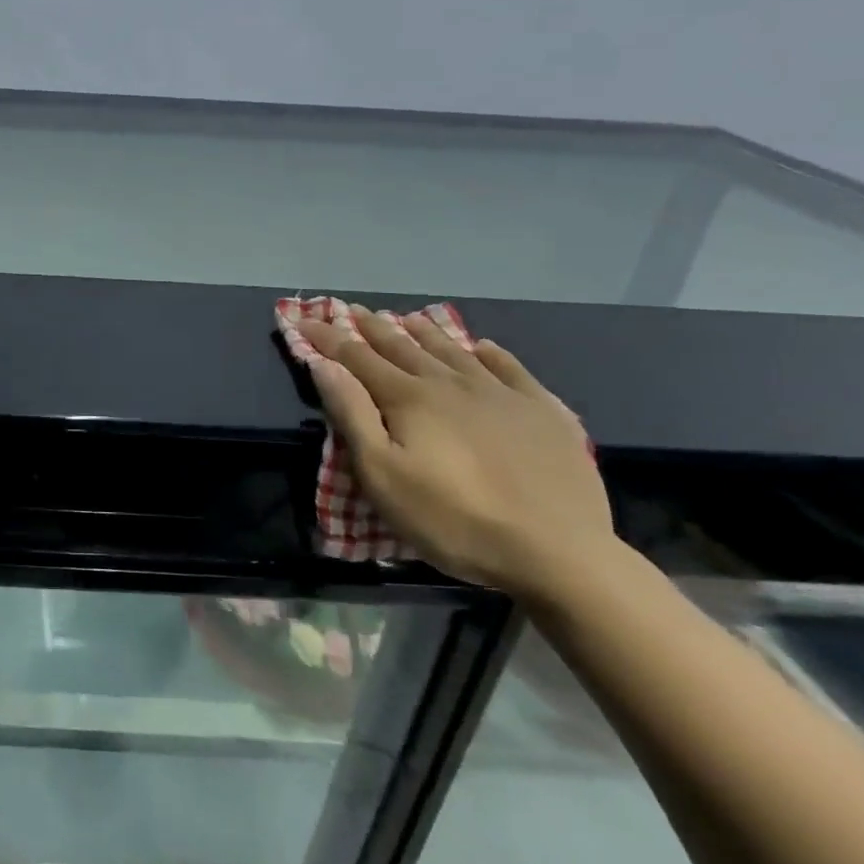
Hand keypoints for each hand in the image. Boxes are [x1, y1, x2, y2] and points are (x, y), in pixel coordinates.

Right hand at [299, 308, 615, 600]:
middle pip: (403, 347)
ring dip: (425, 333)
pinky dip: (490, 353)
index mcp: (409, 398)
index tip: (304, 319)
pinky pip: (511, 369)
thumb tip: (323, 364)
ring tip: (409, 319)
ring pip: (453, 351)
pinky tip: (483, 347)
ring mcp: (501, 394)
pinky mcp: (543, 412)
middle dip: (373, 328)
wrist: (559, 553)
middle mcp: (451, 383)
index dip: (328, 338)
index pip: (357, 357)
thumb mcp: (383, 475)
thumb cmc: (453, 519)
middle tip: (354, 311)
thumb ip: (352, 414)